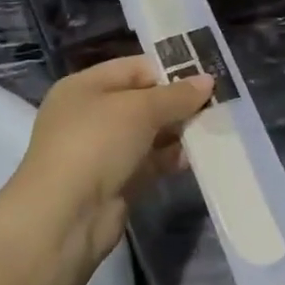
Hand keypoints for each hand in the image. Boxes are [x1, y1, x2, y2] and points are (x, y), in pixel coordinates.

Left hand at [11, 56, 213, 264]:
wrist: (66, 216)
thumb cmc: (96, 144)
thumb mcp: (139, 109)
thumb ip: (175, 95)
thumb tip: (207, 81)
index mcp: (85, 87)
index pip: (134, 68)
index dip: (169, 70)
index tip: (207, 77)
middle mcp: (90, 115)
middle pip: (143, 101)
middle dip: (178, 103)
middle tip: (218, 104)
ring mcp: (102, 151)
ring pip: (149, 133)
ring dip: (179, 132)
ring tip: (214, 129)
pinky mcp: (116, 181)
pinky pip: (150, 162)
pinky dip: (171, 159)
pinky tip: (198, 156)